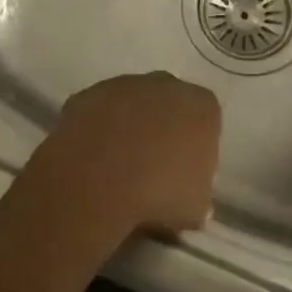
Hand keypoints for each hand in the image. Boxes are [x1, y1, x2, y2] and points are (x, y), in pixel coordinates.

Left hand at [36, 72, 220, 233]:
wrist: (97, 184)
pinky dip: (97, 130)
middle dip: (162, 128)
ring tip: (117, 167)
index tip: (185, 172)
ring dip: (127, 127)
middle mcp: (165, 84)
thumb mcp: (196, 206)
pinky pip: (97, 113)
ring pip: (130, 104)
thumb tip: (191, 198)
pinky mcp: (85, 95)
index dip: (195, 146)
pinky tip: (92, 159)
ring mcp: (122, 85)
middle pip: (168, 105)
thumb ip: (198, 194)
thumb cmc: (160, 193)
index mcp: (201, 106)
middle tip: (153, 167)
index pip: (206, 120)